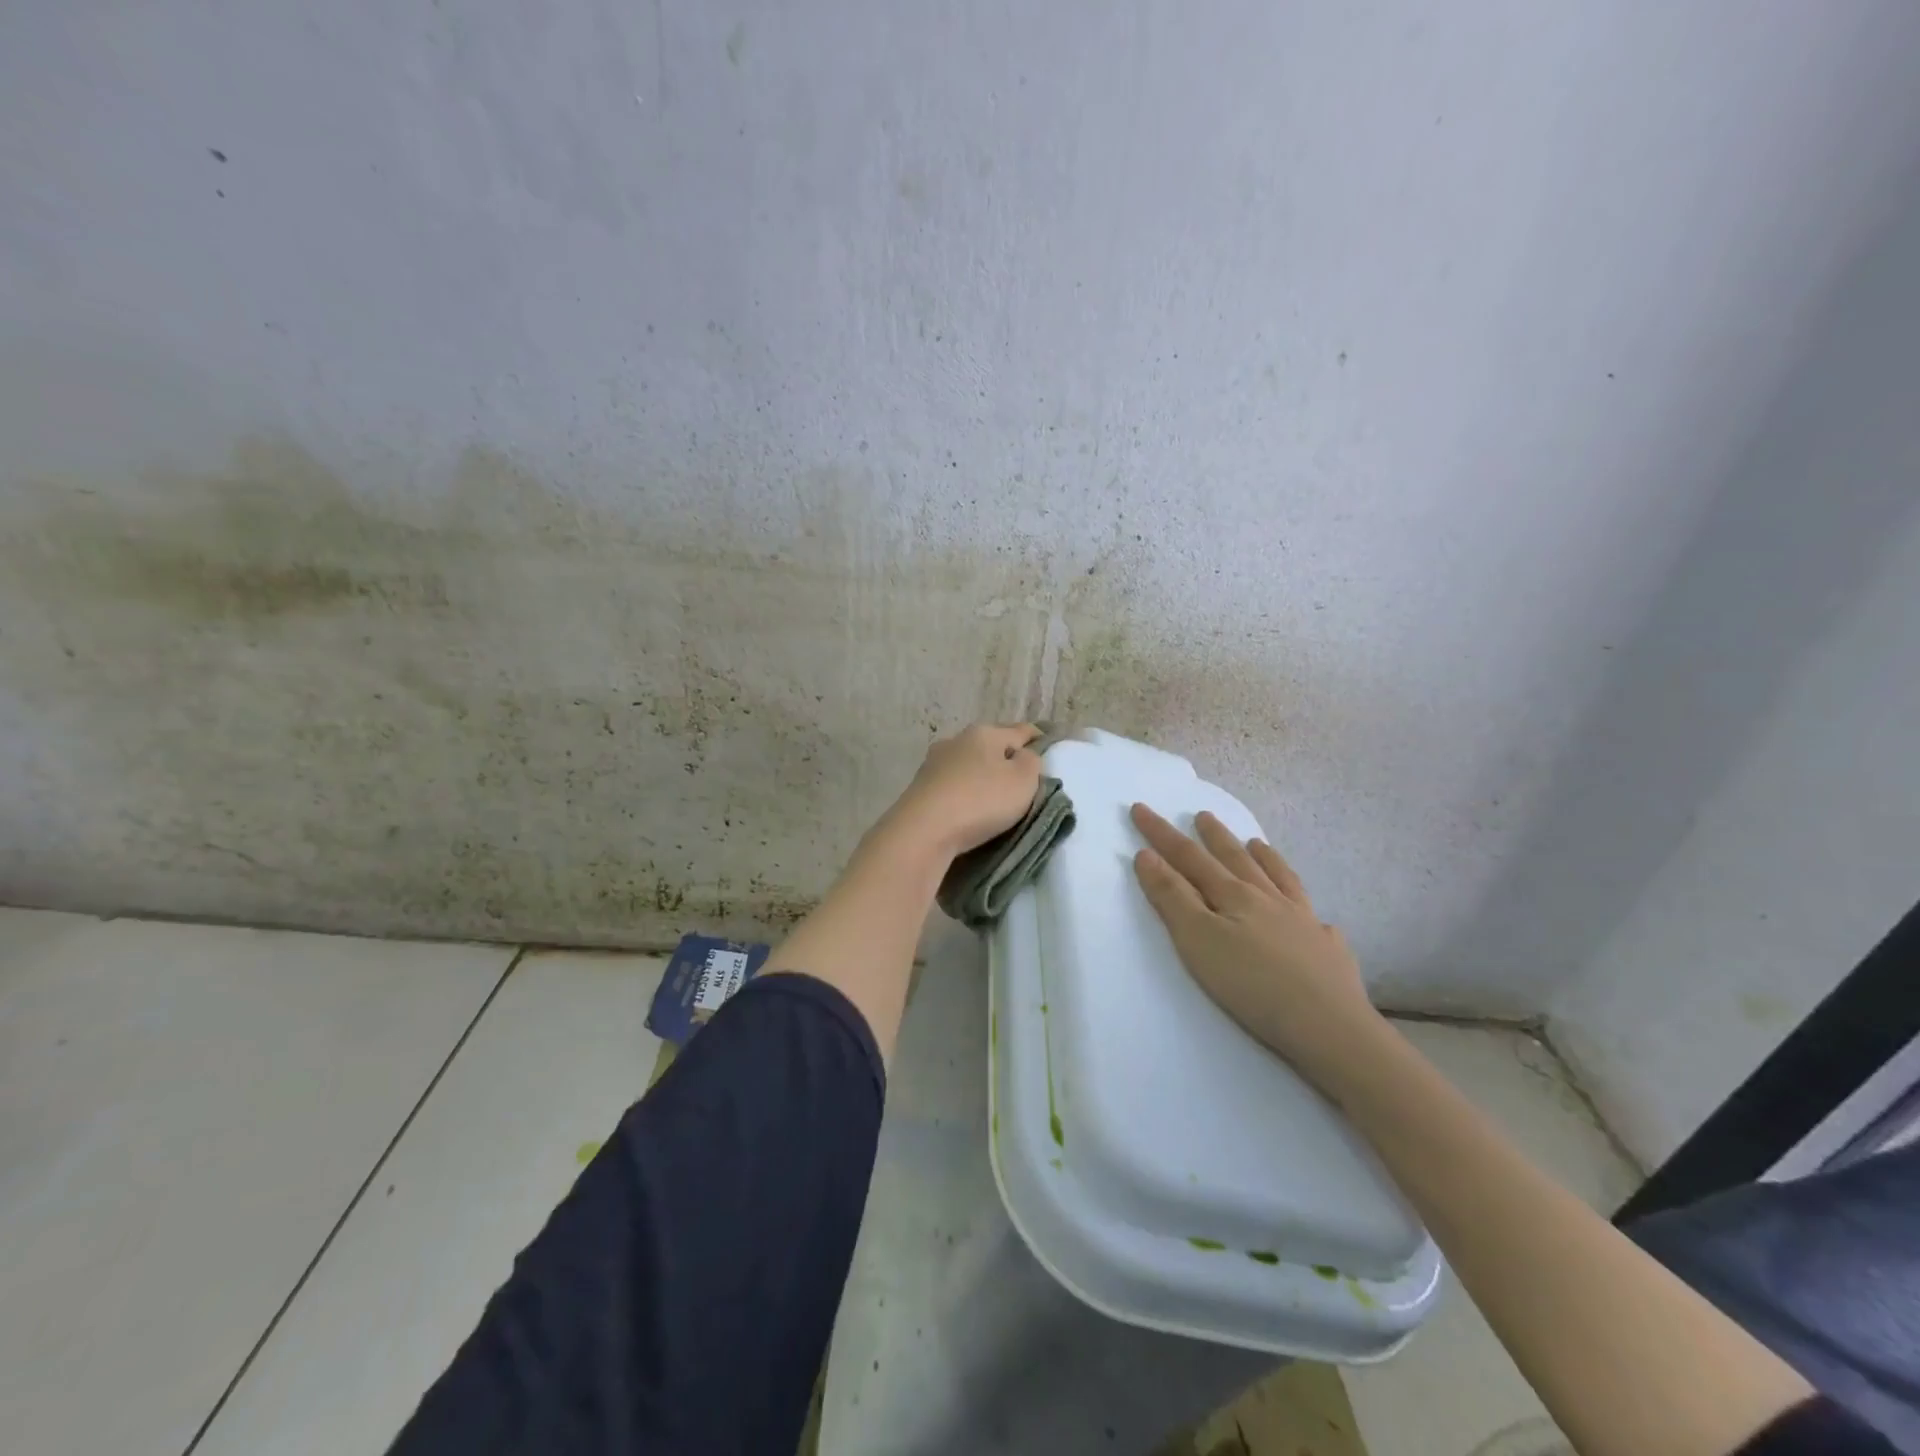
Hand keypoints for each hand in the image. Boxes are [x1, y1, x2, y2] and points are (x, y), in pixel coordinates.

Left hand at [882, 723, 1044, 859]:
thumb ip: (1031, 762)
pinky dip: (964, 792)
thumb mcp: (1023, 781)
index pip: (1020, 730)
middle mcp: (956, 740)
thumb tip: (1022, 756)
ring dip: (982, 776)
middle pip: (991, 745)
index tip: (1048, 747)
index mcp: (984, 732)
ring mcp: (934, 763)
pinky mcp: (920, 787)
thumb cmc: (980, 800)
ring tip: (995, 797)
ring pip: (968, 765)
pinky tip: (969, 807)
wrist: (923, 831)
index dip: (1038, 738)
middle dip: (1007, 759)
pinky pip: (952, 785)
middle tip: (1023, 780)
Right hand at [1129, 804, 1383, 1088]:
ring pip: (1280, 879)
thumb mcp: (1197, 940)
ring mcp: (1304, 922)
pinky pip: (1317, 918)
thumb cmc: (1251, 984)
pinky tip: (1314, 915)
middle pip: (1235, 859)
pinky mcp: (1328, 950)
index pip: (1189, 857)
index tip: (1141, 808)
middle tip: (1202, 815)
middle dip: (1214, 836)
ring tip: (1256, 843)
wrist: (1329, 1026)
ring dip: (1263, 858)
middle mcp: (1269, 899)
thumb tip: (1147, 855)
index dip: (1162, 834)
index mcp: (1233, 895)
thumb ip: (1172, 897)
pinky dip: (1307, 906)